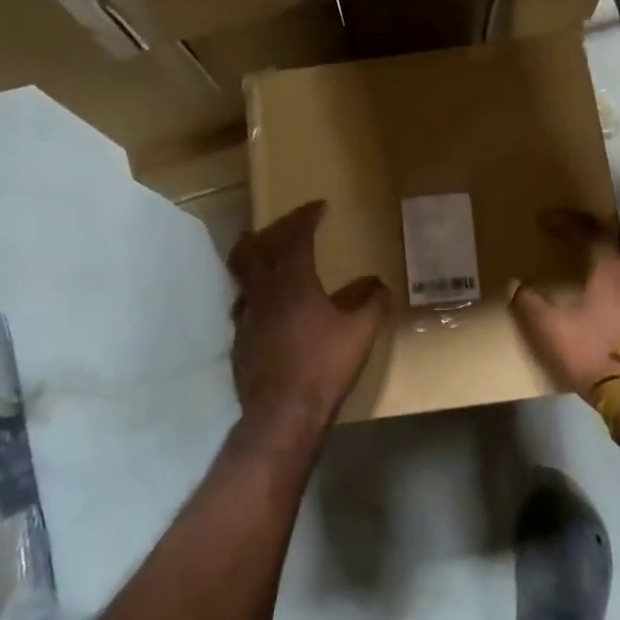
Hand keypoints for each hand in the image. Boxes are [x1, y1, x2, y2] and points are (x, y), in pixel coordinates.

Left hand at [228, 201, 389, 437]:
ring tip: (266, 264)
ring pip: (242, 279)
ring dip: (253, 264)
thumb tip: (380, 284)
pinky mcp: (239, 343)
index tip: (318, 206)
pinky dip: (255, 298)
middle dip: (264, 233)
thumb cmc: (324, 365)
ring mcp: (245, 318)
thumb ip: (373, 303)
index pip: (296, 237)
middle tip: (278, 227)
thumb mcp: (360, 332)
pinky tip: (268, 312)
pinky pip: (243, 308)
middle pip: (251, 250)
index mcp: (292, 281)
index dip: (306, 217)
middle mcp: (263, 292)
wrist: (282, 413)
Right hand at [510, 210, 619, 397]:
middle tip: (588, 232)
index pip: (590, 231)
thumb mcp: (551, 330)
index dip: (567, 221)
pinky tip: (618, 297)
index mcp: (613, 267)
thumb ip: (530, 304)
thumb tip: (516, 285)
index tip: (546, 219)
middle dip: (608, 230)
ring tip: (604, 263)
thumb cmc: (595, 354)